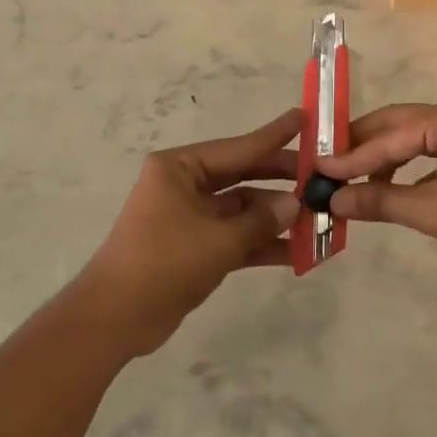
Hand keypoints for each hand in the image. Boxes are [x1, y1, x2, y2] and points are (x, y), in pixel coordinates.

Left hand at [73, 109, 302, 355]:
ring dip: (276, 218)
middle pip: (243, 176)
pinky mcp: (195, 248)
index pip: (239, 147)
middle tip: (322, 177)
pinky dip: (262, 244)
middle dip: (281, 181)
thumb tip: (295, 204)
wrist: (114, 319)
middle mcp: (185, 185)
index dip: (275, 135)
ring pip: (242, 210)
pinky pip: (235, 237)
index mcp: (180, 168)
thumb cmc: (163, 262)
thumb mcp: (218, 239)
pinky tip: (298, 253)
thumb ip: (261, 220)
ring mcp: (190, 217)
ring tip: (319, 221)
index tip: (305, 118)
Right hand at [316, 94, 436, 265]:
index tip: (316, 172)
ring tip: (355, 183)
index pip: (385, 139)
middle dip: (361, 149)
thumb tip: (334, 200)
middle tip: (326, 167)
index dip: (349, 159)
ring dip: (384, 159)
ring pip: (413, 137)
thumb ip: (380, 201)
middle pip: (395, 126)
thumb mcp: (430, 211)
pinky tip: (393, 188)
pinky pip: (432, 147)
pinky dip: (409, 166)